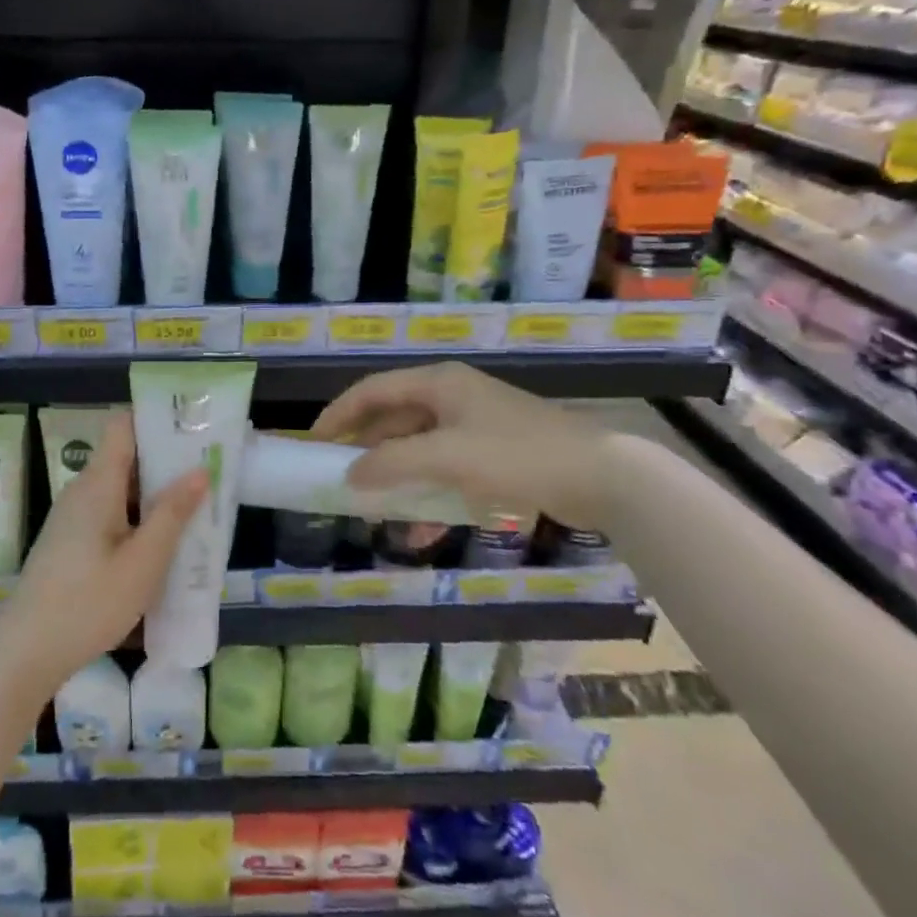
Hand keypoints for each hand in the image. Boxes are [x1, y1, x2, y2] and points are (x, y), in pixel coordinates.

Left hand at [0, 412, 208, 691]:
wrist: (25, 652)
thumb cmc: (88, 603)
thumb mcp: (143, 562)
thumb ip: (172, 514)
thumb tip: (199, 470)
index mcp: (98, 483)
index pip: (123, 425)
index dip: (156, 419)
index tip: (193, 429)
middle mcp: (82, 490)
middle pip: (126, 457)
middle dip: (166, 462)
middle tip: (208, 472)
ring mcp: (73, 516)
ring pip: (120, 490)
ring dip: (154, 496)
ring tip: (195, 509)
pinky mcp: (70, 541)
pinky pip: (110, 514)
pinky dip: (137, 519)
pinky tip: (161, 545)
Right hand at [313, 362, 613, 531]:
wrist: (602, 476)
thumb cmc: (516, 454)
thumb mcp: (448, 457)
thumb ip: (393, 464)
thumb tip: (349, 476)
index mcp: (439, 384)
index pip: (373, 391)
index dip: (340, 413)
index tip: (313, 442)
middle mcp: (452, 399)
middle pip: (394, 421)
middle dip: (366, 451)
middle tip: (340, 480)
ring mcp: (474, 428)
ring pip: (419, 451)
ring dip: (395, 479)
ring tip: (371, 510)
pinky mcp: (493, 458)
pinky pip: (446, 473)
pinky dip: (428, 497)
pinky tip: (417, 533)